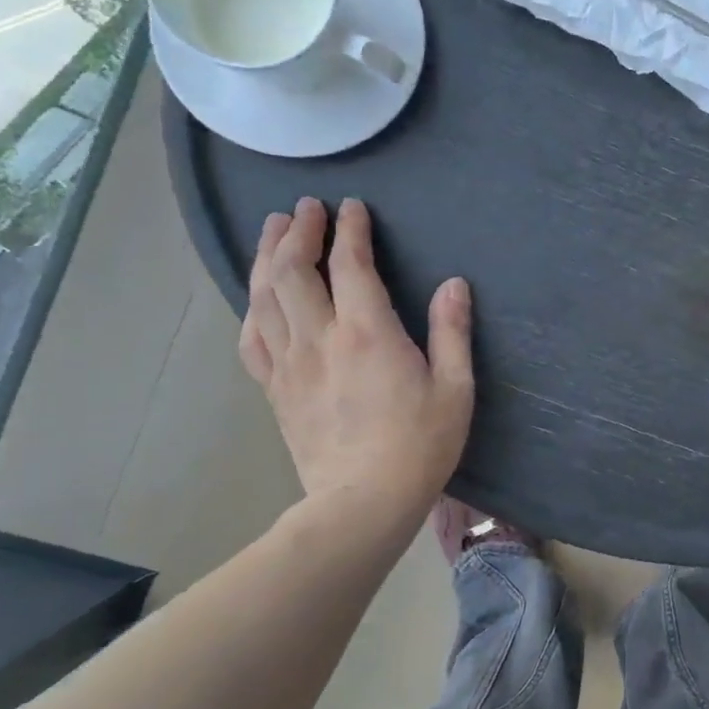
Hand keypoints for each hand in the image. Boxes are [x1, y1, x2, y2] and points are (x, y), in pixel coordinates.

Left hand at [239, 196, 472, 542]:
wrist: (363, 501)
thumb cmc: (421, 444)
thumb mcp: (456, 388)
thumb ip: (452, 331)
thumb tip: (454, 284)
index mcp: (369, 333)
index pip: (350, 265)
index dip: (349, 230)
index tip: (352, 208)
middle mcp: (320, 338)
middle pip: (293, 270)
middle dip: (297, 231)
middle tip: (305, 208)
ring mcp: (289, 364)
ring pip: (263, 297)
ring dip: (266, 257)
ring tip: (274, 231)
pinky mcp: (275, 389)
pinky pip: (252, 337)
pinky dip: (252, 306)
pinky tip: (258, 296)